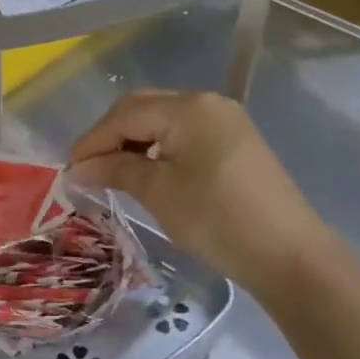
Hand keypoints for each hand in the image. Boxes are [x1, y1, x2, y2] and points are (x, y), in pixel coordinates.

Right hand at [67, 90, 330, 294]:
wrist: (290, 256)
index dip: (92, 141)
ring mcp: (225, 120)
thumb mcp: (159, 192)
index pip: (125, 115)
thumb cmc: (217, 220)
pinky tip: (147, 171)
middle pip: (143, 108)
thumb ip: (115, 169)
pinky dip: (158, 147)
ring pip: (163, 119)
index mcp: (188, 108)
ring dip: (133, 140)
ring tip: (112, 172)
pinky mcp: (235, 141)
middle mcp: (207, 102)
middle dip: (110, 135)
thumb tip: (78, 168)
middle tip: (88, 169)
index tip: (68, 170)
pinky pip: (184, 133)